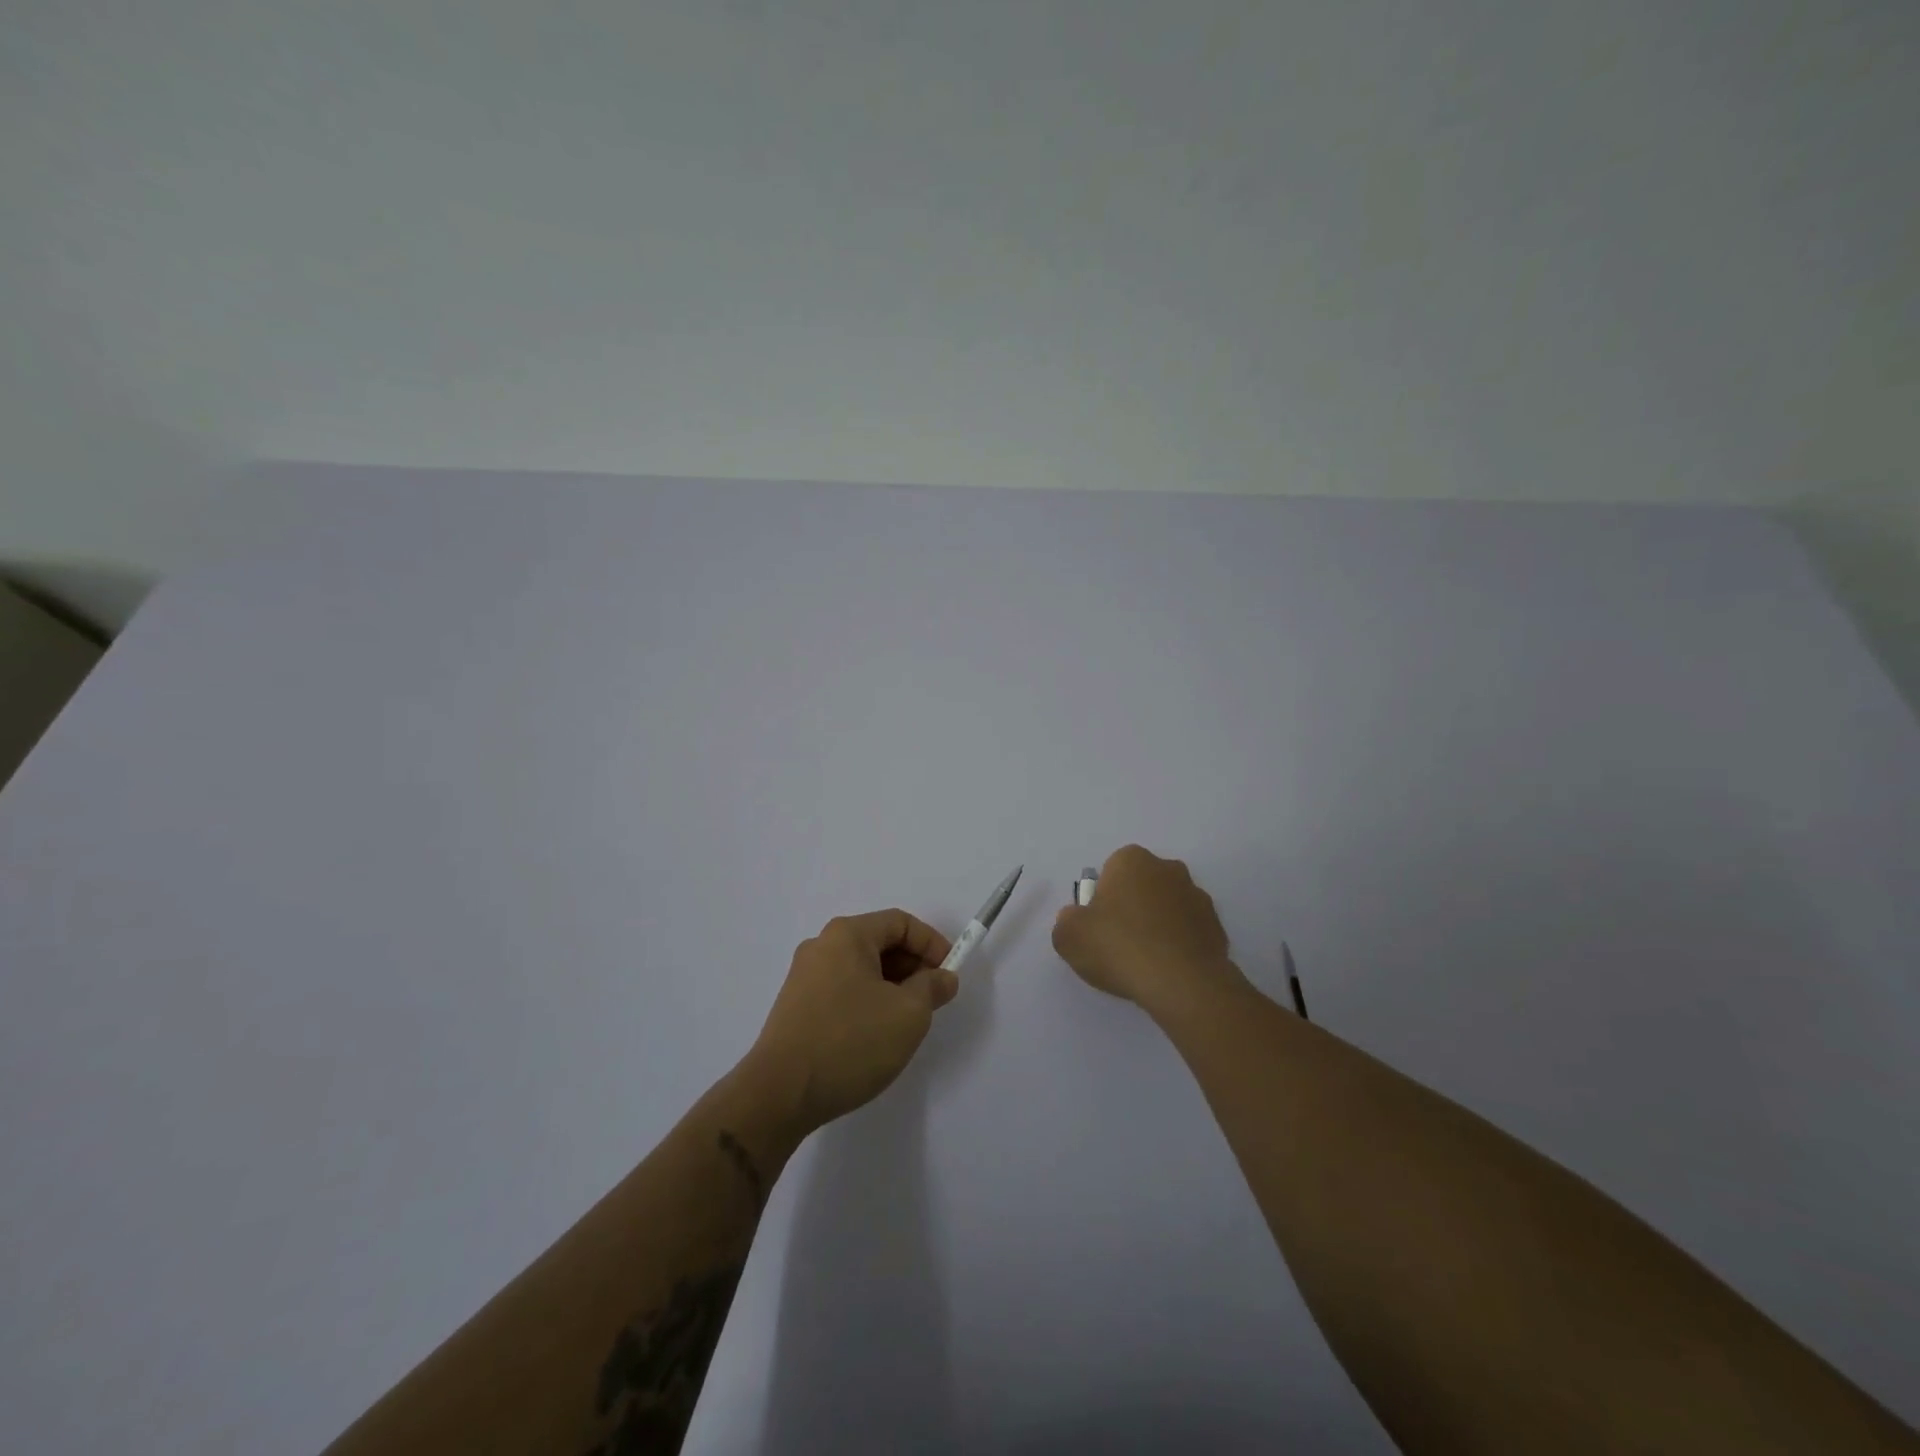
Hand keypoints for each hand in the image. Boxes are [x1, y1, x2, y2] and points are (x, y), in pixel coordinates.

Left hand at [748, 909, 959, 1134]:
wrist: (780, 1094)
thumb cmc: (851, 1042)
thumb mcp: (908, 1014)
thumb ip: (932, 988)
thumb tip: (942, 977)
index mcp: (847, 935)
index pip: (900, 923)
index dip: (932, 943)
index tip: (950, 974)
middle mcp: (821, 946)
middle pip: (879, 943)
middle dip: (913, 967)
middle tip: (933, 1000)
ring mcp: (804, 977)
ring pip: (862, 969)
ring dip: (892, 987)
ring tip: (906, 1022)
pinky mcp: (796, 1006)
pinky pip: (843, 990)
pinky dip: (868, 1002)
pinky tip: (875, 1035)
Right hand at [1052, 845, 1246, 1012]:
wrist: (1181, 983)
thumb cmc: (1119, 947)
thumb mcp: (1068, 936)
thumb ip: (1067, 920)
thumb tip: (1078, 919)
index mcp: (1132, 860)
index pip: (1110, 871)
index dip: (1102, 899)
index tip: (1099, 927)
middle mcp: (1168, 869)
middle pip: (1142, 886)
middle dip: (1132, 907)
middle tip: (1119, 943)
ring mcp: (1198, 897)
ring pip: (1168, 908)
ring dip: (1158, 925)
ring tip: (1145, 962)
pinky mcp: (1218, 927)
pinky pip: (1189, 932)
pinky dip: (1179, 945)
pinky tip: (1168, 970)